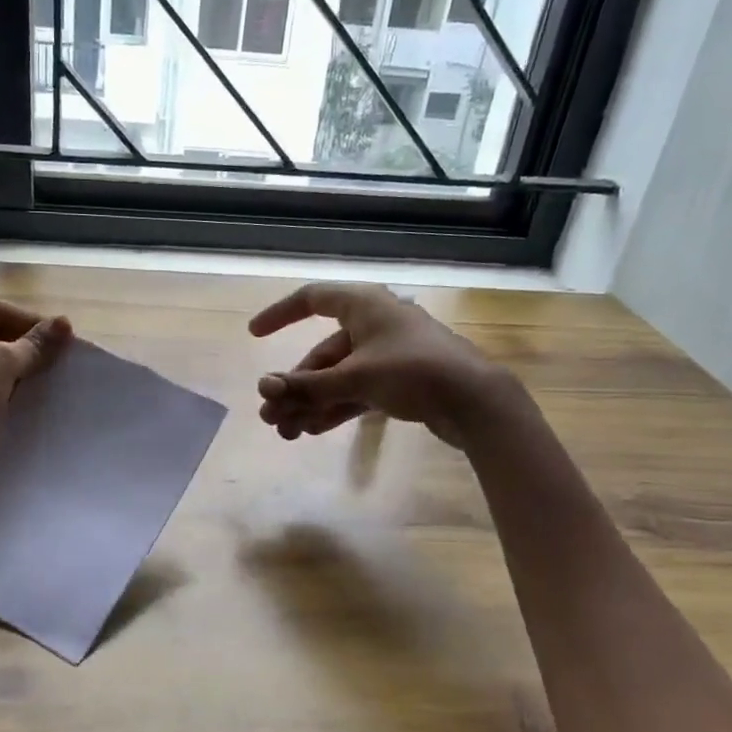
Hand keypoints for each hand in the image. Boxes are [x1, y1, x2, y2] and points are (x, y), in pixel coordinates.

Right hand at [249, 283, 504, 447]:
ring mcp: (386, 354)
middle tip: (270, 416)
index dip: (280, 315)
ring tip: (286, 432)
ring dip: (311, 403)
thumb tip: (264, 390)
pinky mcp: (398, 382)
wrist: (476, 401)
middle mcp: (372, 324)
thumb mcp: (355, 378)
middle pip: (321, 353)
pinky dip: (335, 407)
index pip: (311, 299)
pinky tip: (312, 430)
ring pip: (337, 377)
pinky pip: (355, 391)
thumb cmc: (414, 372)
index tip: (255, 335)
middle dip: (294, 386)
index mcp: (364, 305)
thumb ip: (307, 386)